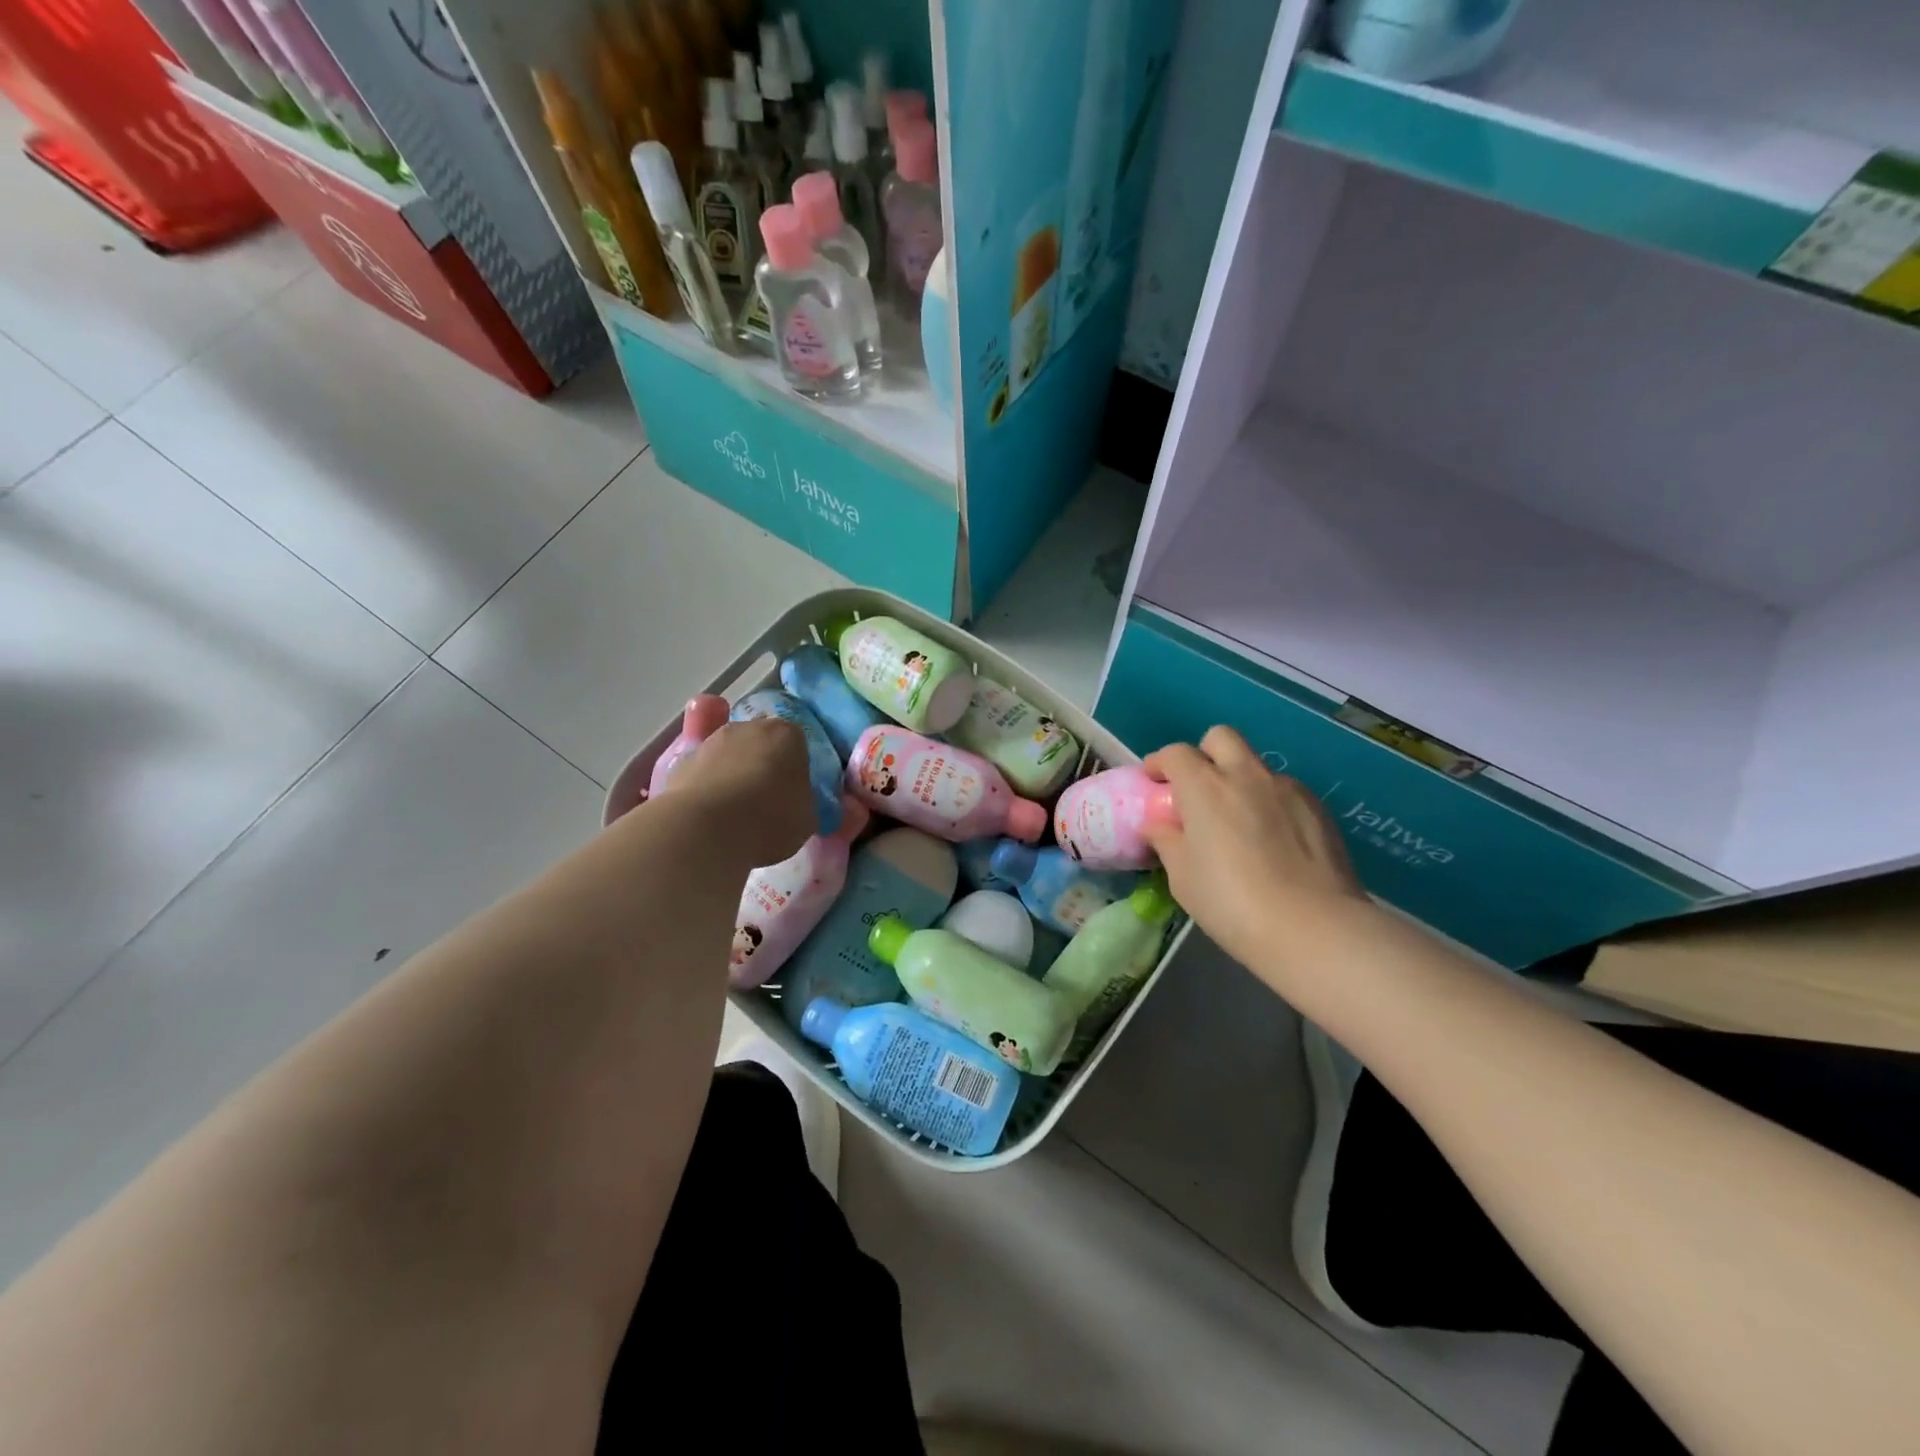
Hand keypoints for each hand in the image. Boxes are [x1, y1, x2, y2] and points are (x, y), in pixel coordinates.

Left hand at [668, 717, 814, 869]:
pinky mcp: (680, 761)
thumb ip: (806, 802)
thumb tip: (800, 802)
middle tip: (765, 797)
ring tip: (735, 808)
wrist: (705, 830)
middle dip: (763, 761)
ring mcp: (711, 741)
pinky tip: (710, 812)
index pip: (797, 742)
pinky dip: (708, 784)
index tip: (794, 790)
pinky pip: (703, 770)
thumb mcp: (808, 818)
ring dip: (733, 770)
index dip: (796, 766)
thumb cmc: (768, 819)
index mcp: (787, 734)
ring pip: (729, 752)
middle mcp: (748, 727)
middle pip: (760, 740)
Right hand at [1143, 726, 1374, 989]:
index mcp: (1205, 787)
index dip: (1160, 763)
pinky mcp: (1319, 808)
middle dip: (1204, 754)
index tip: (1154, 782)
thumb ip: (1167, 841)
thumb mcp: (1182, 878)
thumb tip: (1159, 826)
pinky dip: (1270, 803)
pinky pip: (1285, 791)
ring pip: (1256, 765)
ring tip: (1239, 821)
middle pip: (1221, 738)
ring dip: (1240, 780)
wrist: (1314, 928)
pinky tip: (1273, 840)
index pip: (1176, 754)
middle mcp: (1246, 776)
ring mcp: (1288, 789)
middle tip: (1198, 788)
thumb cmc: (1232, 903)